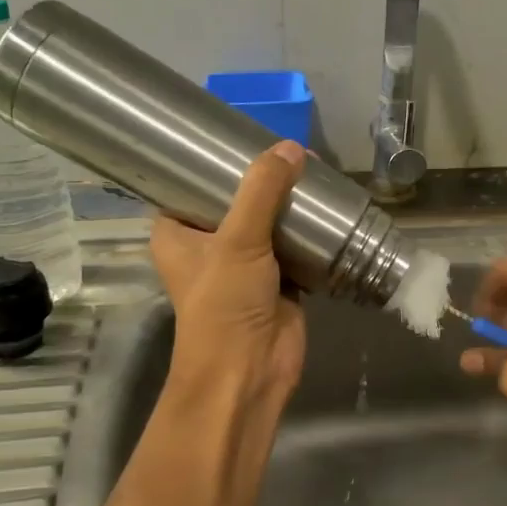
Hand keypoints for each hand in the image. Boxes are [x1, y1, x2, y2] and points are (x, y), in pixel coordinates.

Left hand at [149, 141, 306, 405]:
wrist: (250, 372)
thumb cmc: (224, 305)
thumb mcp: (238, 240)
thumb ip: (263, 191)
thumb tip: (291, 147)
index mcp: (177, 234)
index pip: (189, 186)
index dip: (213, 163)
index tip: (240, 133)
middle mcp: (208, 246)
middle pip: (236, 201)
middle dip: (262, 180)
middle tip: (290, 149)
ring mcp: (245, 265)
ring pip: (268, 223)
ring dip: (288, 204)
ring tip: (313, 169)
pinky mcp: (279, 281)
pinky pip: (294, 246)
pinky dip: (309, 232)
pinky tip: (328, 207)